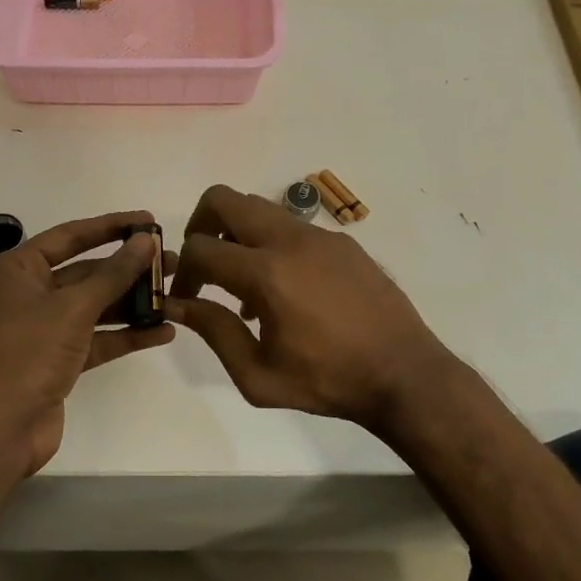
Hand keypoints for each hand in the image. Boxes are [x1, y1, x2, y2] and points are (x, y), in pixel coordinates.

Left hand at [0, 210, 175, 476]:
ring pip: (95, 307)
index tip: (148, 220)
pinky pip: (97, 339)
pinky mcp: (59, 360)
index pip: (70, 236)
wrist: (0, 426)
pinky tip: (164, 332)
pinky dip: (126, 335)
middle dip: (128, 268)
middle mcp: (29, 294)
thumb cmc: (29, 352)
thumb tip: (146, 240)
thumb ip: (114, 273)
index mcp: (17, 270)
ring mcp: (44, 329)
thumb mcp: (74, 307)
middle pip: (86, 272)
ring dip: (132, 302)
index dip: (111, 226)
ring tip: (175, 294)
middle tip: (171, 261)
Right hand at [166, 185, 456, 430]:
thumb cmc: (327, 382)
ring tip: (244, 285)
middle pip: (222, 199)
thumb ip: (213, 331)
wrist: (404, 374)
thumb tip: (176, 304)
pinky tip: (285, 291)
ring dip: (236, 234)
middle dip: (199, 227)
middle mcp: (289, 240)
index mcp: (266, 274)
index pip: (200, 248)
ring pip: (258, 207)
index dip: (182, 273)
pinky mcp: (342, 241)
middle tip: (203, 265)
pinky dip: (271, 245)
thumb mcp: (257, 374)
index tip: (185, 299)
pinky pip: (291, 227)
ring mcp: (319, 235)